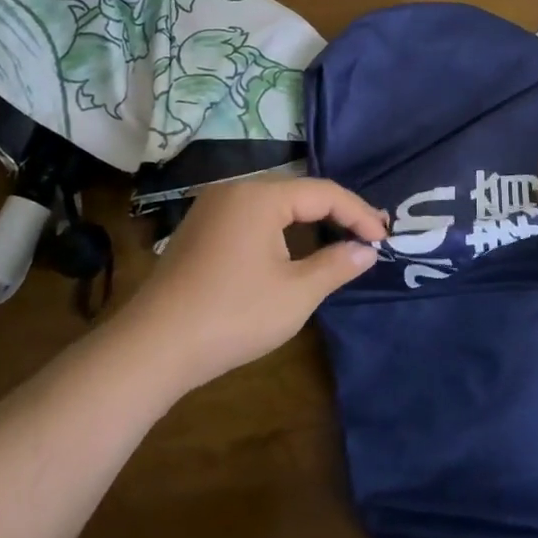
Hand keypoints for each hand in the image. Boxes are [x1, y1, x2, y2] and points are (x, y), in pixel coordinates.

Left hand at [112, 178, 384, 392]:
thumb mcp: (296, 293)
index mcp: (259, 195)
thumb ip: (336, 264)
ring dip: (309, 219)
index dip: (358, 214)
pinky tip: (296, 247)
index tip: (384, 239)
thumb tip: (366, 250)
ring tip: (340, 238)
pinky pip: (253, 216)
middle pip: (299, 192)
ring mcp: (213, 208)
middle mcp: (235, 189)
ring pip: (275, 203)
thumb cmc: (233, 316)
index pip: (323, 193)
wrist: (153, 348)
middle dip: (336, 212)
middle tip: (369, 235)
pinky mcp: (200, 229)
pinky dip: (282, 228)